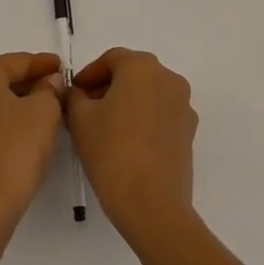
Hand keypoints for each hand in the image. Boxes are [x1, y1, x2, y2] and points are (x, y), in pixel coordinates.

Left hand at [0, 53, 65, 225]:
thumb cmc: (15, 147)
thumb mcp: (45, 111)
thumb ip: (49, 90)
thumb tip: (48, 83)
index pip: (17, 62)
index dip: (43, 64)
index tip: (62, 67)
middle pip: (0, 81)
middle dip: (28, 85)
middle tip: (56, 91)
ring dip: (15, 107)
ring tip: (43, 114)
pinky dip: (1, 127)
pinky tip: (21, 138)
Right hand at [66, 49, 197, 249]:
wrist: (152, 205)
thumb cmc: (111, 152)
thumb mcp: (79, 119)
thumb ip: (74, 96)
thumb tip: (77, 93)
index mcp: (141, 67)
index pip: (110, 59)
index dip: (88, 74)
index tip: (73, 93)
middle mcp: (168, 78)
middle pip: (132, 73)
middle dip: (107, 87)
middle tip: (85, 108)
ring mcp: (183, 105)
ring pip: (148, 93)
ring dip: (127, 102)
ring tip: (105, 127)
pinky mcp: (190, 131)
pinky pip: (161, 114)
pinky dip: (144, 119)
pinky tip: (127, 142)